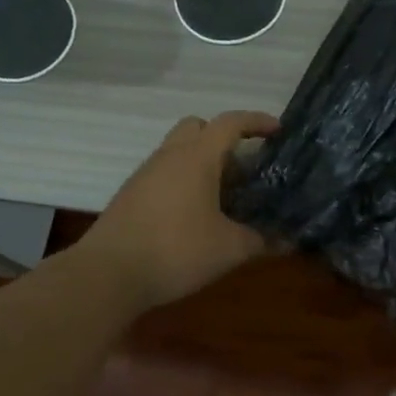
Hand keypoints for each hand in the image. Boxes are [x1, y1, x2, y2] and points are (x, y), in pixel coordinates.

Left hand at [82, 110, 279, 309]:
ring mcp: (145, 174)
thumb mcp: (229, 248)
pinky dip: (184, 182)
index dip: (256, 122)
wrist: (108, 274)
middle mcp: (169, 156)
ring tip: (225, 197)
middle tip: (244, 167)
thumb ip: (261, 240)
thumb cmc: (176, 251)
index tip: (277, 131)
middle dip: (223, 139)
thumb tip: (288, 240)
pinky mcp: (131, 195)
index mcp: (197, 157)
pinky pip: (164, 174)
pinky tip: (195, 215)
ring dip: (203, 163)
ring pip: (178, 151)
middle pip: (198, 128)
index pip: (230, 123)